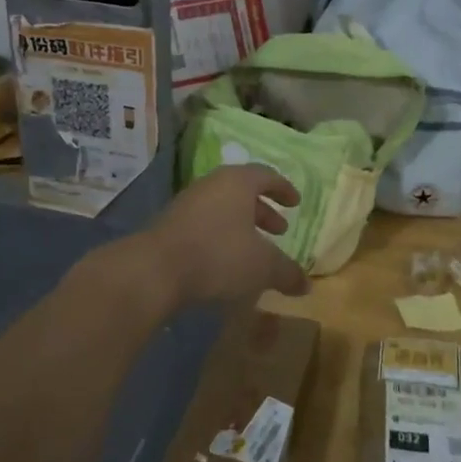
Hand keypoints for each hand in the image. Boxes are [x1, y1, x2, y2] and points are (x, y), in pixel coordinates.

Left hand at [130, 166, 307, 312]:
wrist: (154, 270)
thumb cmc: (218, 255)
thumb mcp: (262, 266)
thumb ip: (286, 273)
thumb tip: (307, 285)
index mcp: (237, 182)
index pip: (266, 175)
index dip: (283, 189)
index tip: (295, 203)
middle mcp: (212, 185)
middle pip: (243, 191)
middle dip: (263, 210)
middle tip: (279, 229)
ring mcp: (187, 203)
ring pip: (222, 208)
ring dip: (241, 225)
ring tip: (253, 250)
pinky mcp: (170, 225)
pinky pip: (204, 224)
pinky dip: (221, 237)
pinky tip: (225, 262)